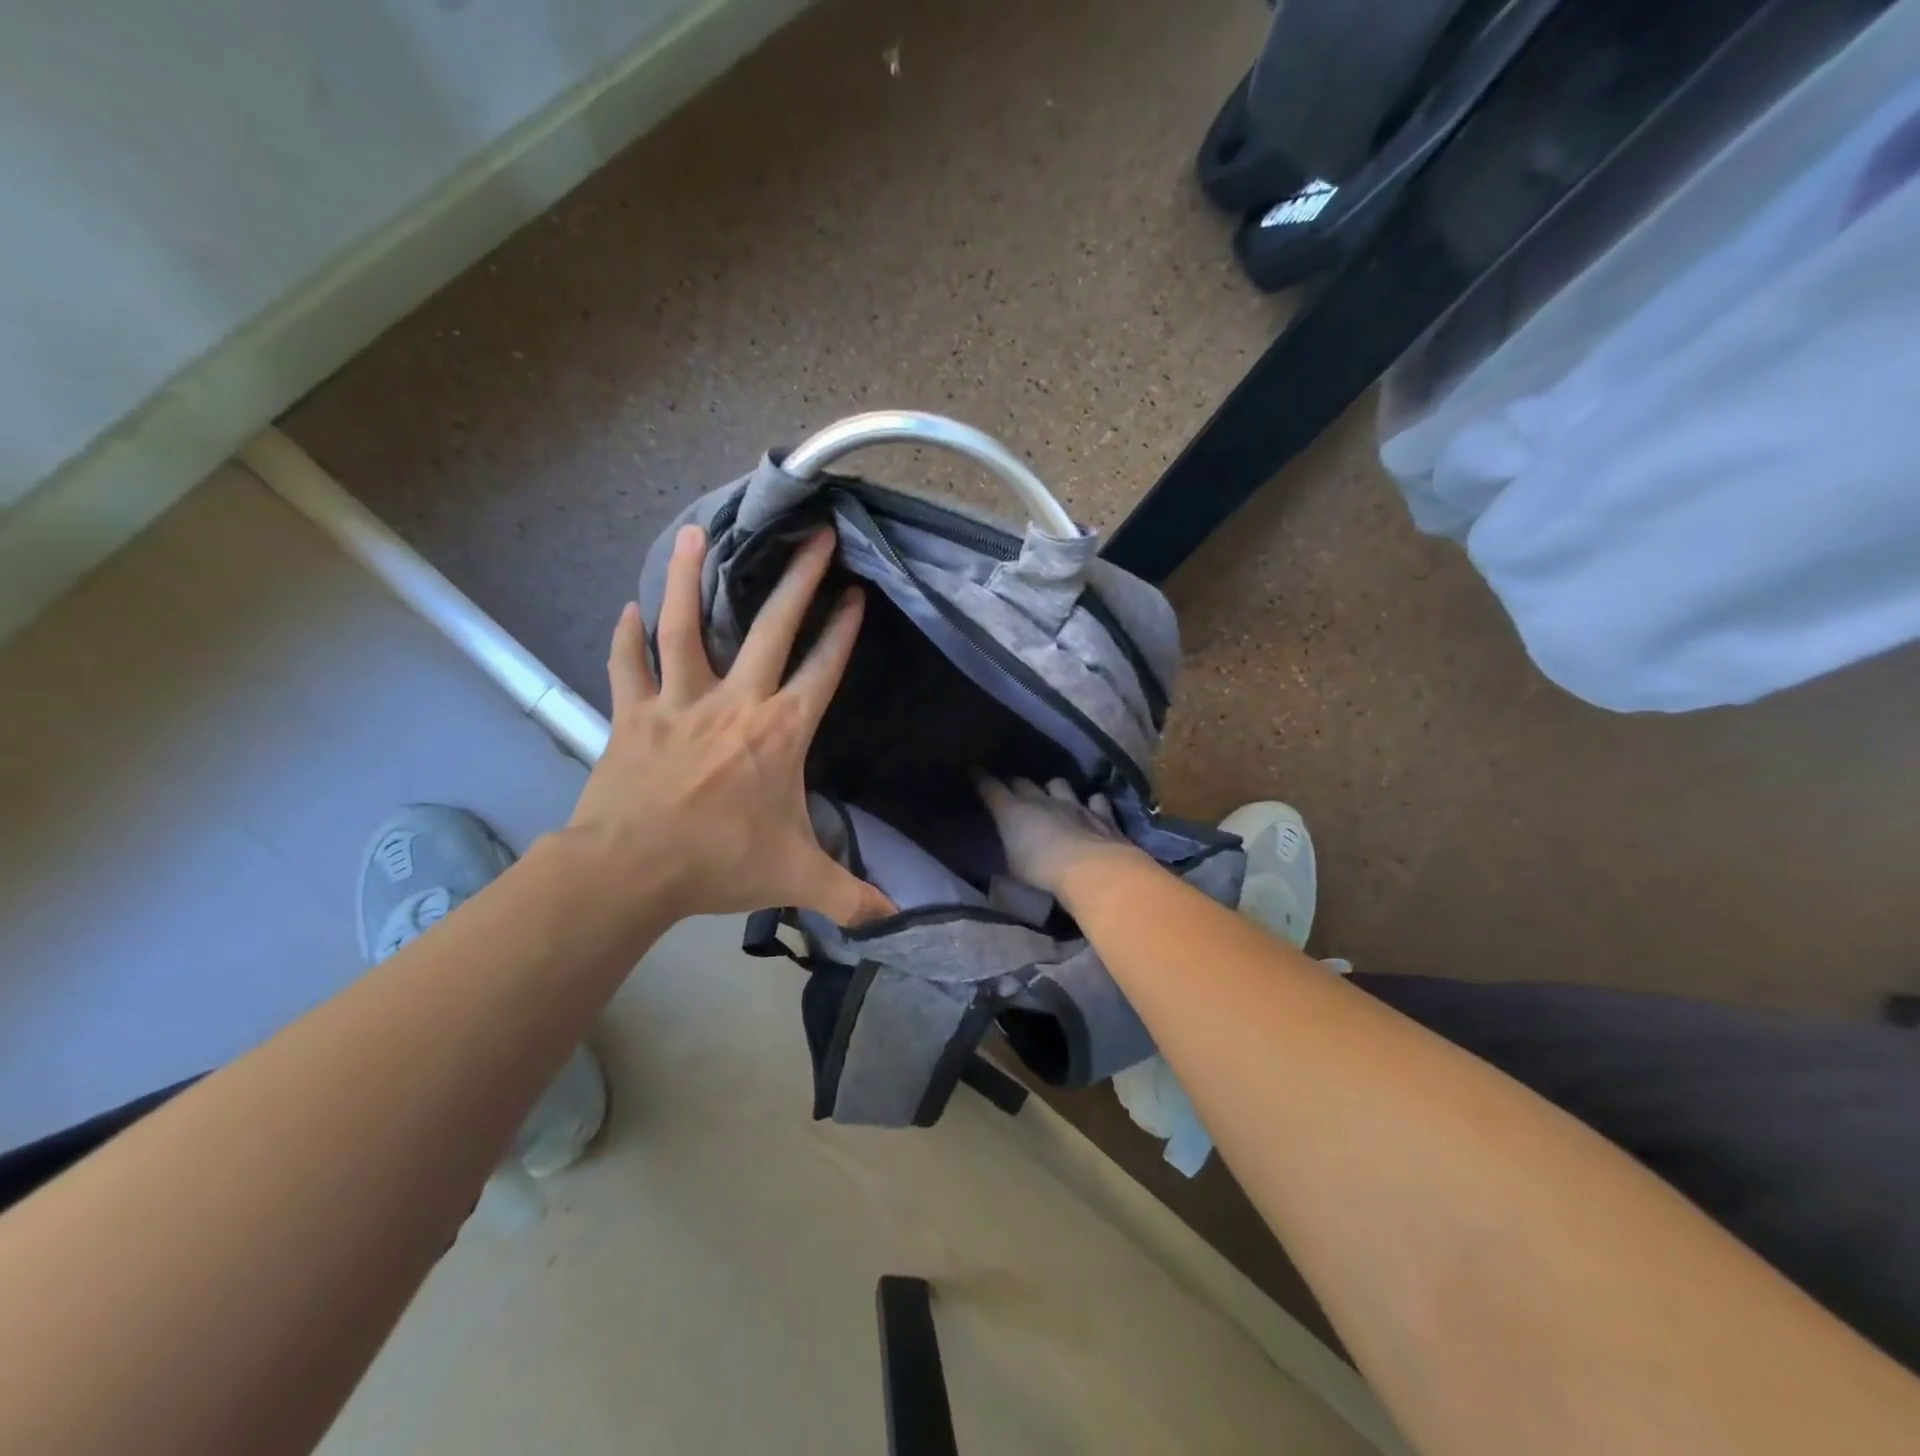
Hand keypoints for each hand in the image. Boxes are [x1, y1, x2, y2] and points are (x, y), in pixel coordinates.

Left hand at [568, 525, 895, 926]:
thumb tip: (895, 917)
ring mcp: (678, 702)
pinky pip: (628, 666)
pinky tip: (627, 608)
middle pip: (771, 627)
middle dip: (798, 578)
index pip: (823, 669)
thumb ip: (850, 896)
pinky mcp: (633, 714)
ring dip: (689, 578)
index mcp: (779, 731)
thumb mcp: (796, 879)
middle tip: (814, 535)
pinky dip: (626, 636)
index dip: (843, 630)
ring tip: (695, 531)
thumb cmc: (718, 863)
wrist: (629, 871)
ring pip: (684, 626)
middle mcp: (734, 702)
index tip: (857, 593)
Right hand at [976, 775, 1146, 900]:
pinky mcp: (1101, 815)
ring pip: (1059, 784)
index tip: (974, 771)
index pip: (991, 788)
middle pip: (1023, 782)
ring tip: (1053, 797)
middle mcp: (1042, 800)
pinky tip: (1093, 809)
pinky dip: (1093, 804)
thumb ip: (1007, 856)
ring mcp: (1074, 804)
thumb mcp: (1012, 869)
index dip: (981, 779)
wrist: (1089, 870)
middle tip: (1012, 791)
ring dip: (1054, 789)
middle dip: (1015, 784)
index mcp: (1013, 811)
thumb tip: (1000, 859)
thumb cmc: (1041, 872)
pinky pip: (1096, 801)